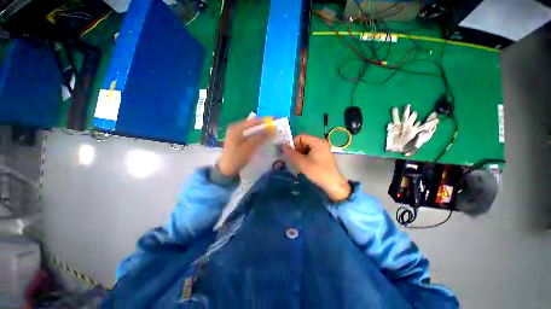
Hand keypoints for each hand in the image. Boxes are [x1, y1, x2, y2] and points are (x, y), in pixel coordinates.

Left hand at [218, 119, 270, 176]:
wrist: (226, 170)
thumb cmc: (236, 158)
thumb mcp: (249, 147)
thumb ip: (259, 137)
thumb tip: (271, 130)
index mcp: (236, 128)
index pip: (253, 121)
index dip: (265, 121)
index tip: (276, 121)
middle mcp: (236, 128)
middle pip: (253, 124)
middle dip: (264, 126)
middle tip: (275, 128)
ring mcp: (237, 134)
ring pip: (252, 130)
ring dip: (262, 131)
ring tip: (272, 132)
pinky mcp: (239, 140)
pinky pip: (250, 135)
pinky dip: (258, 136)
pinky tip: (264, 138)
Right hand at [283, 134, 350, 201]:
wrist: (333, 184)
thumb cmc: (318, 171)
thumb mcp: (302, 163)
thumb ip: (291, 153)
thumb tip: (282, 145)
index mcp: (317, 142)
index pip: (301, 137)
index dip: (293, 143)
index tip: (288, 152)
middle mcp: (320, 143)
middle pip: (304, 142)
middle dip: (296, 149)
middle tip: (291, 158)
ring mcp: (322, 149)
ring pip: (306, 148)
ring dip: (300, 154)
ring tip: (296, 162)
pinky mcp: (322, 155)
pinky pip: (310, 152)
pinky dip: (305, 156)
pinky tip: (302, 164)